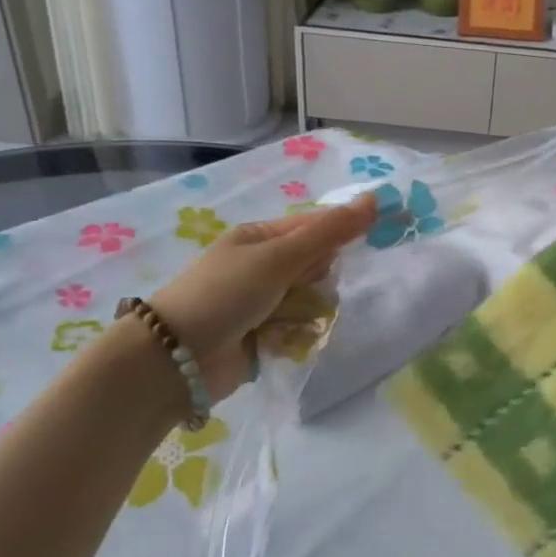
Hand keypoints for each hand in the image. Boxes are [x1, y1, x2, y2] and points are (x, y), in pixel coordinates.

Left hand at [148, 195, 377, 399]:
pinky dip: (297, 336)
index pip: (315, 226)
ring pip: (313, 300)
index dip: (344, 229)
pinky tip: (283, 341)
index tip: (379, 232)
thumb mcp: (279, 257)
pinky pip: (301, 330)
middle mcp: (263, 267)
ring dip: (309, 311)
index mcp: (260, 238)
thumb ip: (329, 232)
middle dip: (320, 279)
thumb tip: (375, 198)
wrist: (177, 358)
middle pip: (318, 266)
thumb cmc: (226, 294)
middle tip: (304, 287)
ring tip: (290, 321)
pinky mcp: (265, 336)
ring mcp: (264, 303)